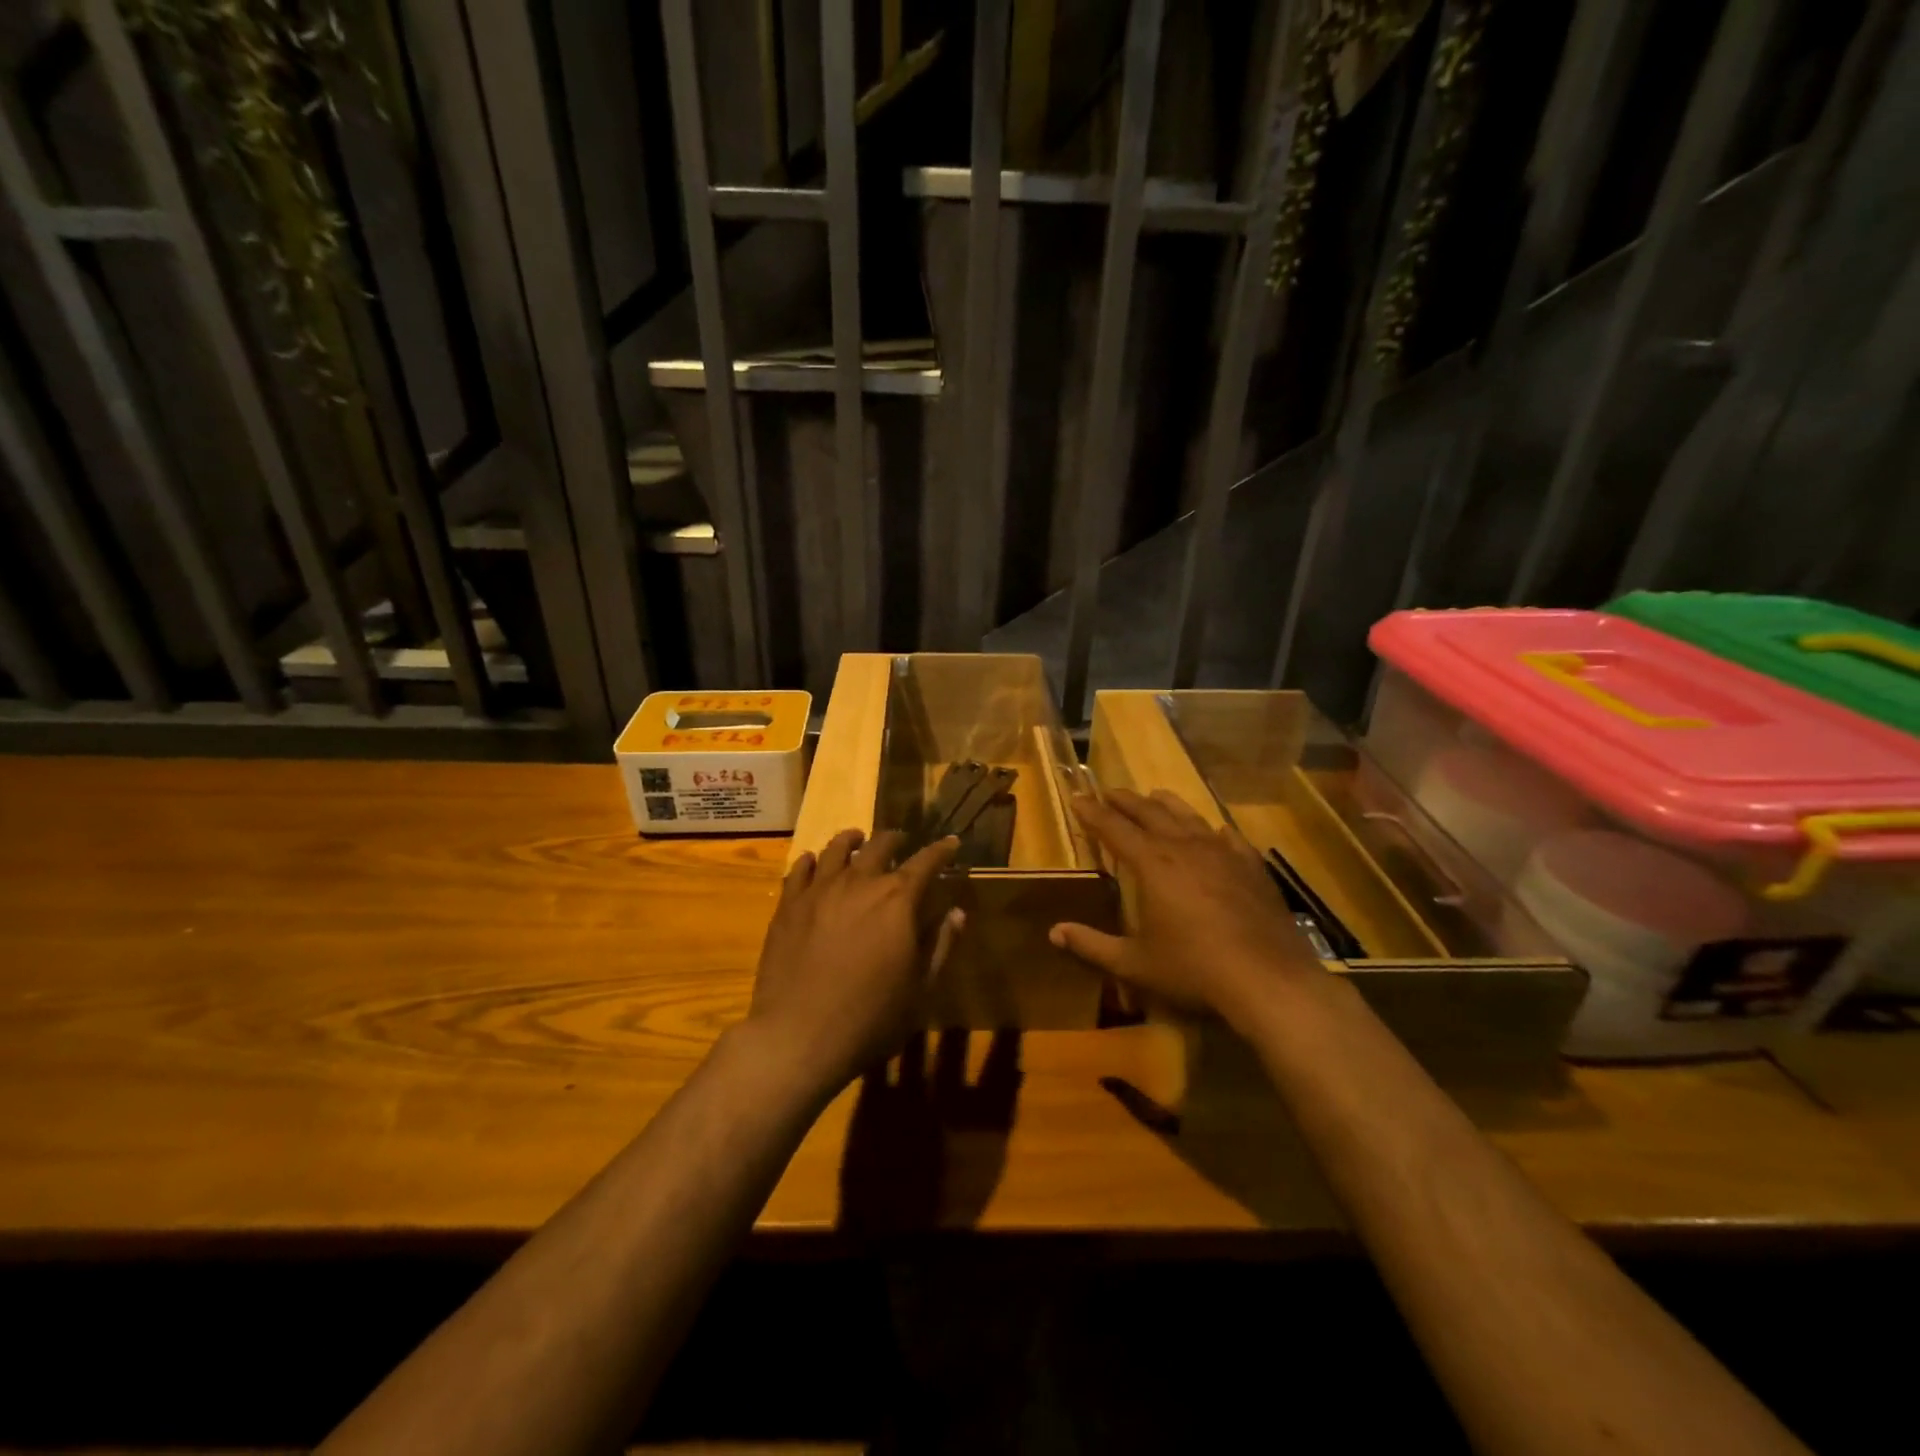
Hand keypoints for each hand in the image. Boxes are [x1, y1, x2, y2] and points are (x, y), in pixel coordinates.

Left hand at [744, 828, 963, 1103]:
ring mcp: (819, 890)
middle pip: (880, 845)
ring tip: (857, 838)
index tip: (951, 842)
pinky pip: (800, 869)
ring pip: (837, 848)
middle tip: (902, 842)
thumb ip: (939, 944)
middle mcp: (859, 882)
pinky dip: (811, 860)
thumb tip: (958, 912)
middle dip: (896, 840)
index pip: (926, 862)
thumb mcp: (919, 988)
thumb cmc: (870, 1017)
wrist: (799, 1036)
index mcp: (897, 899)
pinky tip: (813, 861)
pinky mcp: (788, 905)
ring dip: (852, 840)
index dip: (942, 850)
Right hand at [1048, 788, 1323, 1028]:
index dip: (1092, 812)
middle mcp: (1185, 847)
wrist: (1269, 980)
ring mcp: (1223, 854)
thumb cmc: (1194, 970)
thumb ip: (1092, 946)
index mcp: (1152, 864)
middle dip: (1126, 801)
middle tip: (1109, 792)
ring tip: (1154, 795)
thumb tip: (1053, 933)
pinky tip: (1214, 831)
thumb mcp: (1134, 963)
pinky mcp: (1252, 867)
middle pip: (1149, 813)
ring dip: (1167, 804)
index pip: (1114, 828)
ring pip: (1189, 817)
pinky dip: (1213, 830)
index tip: (1077, 798)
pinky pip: (1228, 838)